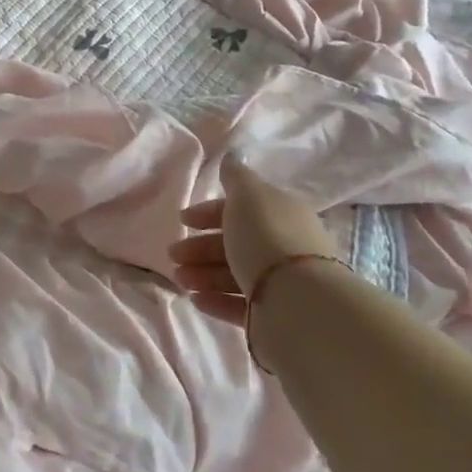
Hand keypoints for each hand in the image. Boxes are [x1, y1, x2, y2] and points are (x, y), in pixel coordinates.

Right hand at [170, 153, 337, 323]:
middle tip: (173, 254)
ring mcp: (280, 283)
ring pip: (234, 273)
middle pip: (235, 242)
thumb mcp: (248, 195)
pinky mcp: (274, 315)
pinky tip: (196, 299)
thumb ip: (235, 176)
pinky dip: (216, 299)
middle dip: (201, 247)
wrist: (298, 300)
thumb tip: (232, 156)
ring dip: (203, 273)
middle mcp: (284, 246)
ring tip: (180, 279)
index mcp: (281, 213)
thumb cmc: (267, 237)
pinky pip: (240, 304)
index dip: (209, 211)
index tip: (182, 220)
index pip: (241, 208)